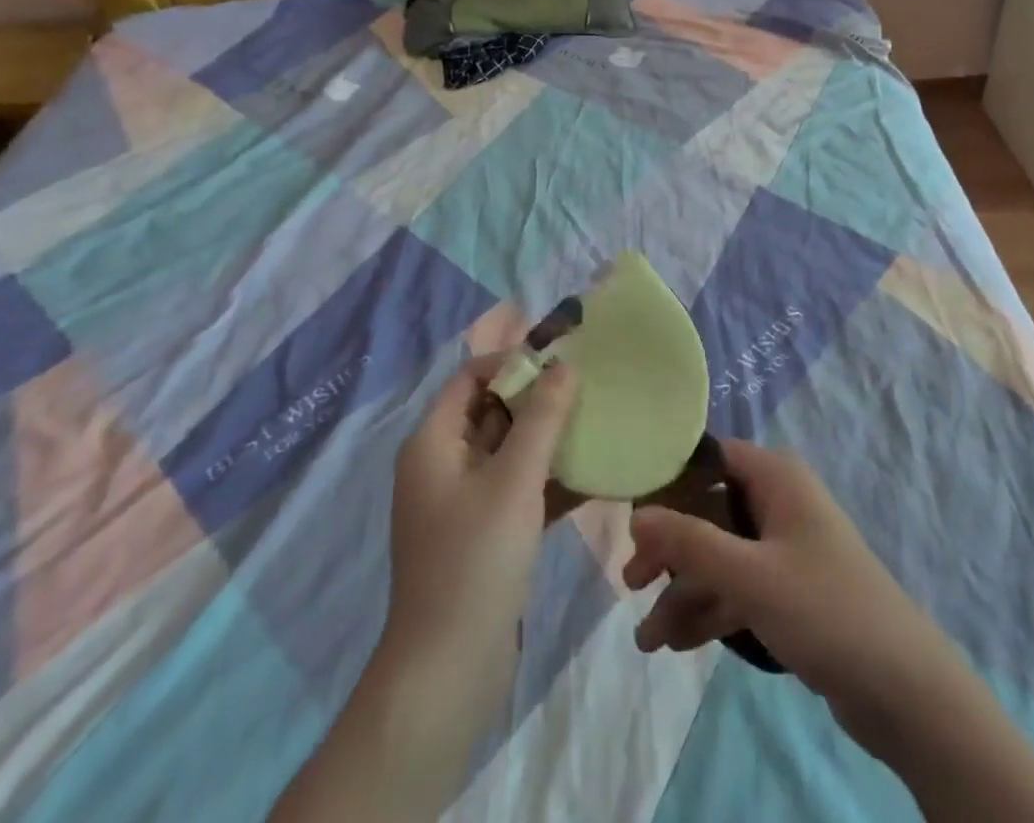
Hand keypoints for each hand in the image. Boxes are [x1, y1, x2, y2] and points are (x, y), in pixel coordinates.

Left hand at [384, 353, 578, 692]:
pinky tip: (594, 476)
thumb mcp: (514, 479)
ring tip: (599, 424)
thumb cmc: (475, 560)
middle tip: (589, 388)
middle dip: (538, 398)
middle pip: (492, 411)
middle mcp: (443, 465)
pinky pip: (518, 489)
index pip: (471, 377)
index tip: (562, 360)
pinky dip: (549, 479)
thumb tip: (565, 364)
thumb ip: (542, 417)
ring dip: (549, 439)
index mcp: (434, 443)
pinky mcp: (483, 535)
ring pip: (510, 451)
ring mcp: (462, 503)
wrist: (447, 673)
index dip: (513, 362)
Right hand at [622, 439, 960, 753]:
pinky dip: (710, 610)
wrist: (903, 687)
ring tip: (647, 640)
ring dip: (684, 592)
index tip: (630, 516)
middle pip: (709, 511)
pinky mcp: (790, 590)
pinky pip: (738, 588)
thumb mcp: (750, 575)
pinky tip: (676, 644)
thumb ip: (690, 542)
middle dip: (670, 550)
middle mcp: (779, 501)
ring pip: (721, 556)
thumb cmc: (825, 609)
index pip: (710, 458)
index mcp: (776, 477)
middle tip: (631, 583)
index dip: (670, 482)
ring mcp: (785, 547)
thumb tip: (637, 512)